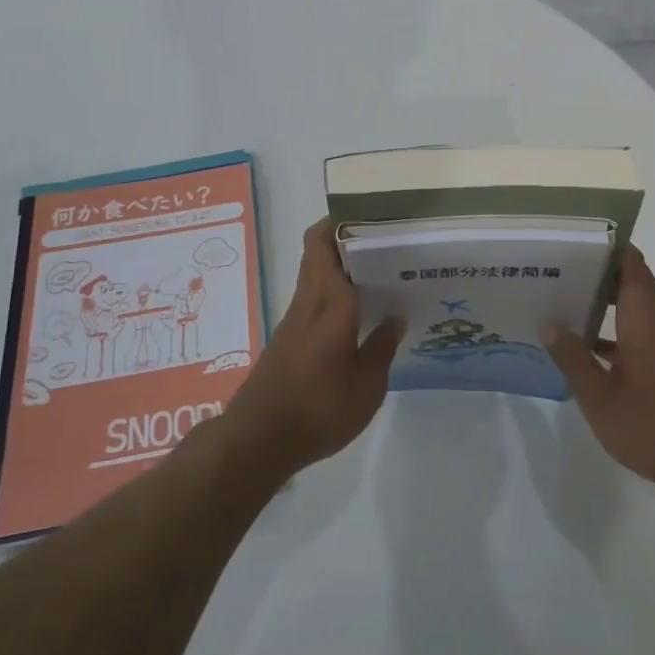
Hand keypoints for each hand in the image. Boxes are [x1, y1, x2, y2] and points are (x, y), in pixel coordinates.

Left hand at [225, 218, 402, 476]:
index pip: (324, 242)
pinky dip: (335, 293)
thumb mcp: (367, 386)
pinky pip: (314, 299)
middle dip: (345, 238)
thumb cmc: (318, 408)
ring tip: (381, 273)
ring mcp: (294, 320)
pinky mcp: (288, 340)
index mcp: (329, 301)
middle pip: (317, 251)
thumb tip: (395, 319)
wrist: (258, 440)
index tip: (371, 214)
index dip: (341, 220)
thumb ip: (382, 348)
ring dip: (341, 266)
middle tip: (386, 242)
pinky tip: (360, 314)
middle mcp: (308, 301)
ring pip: (315, 274)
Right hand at [544, 247, 654, 489]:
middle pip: (632, 280)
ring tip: (564, 302)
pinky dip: (617, 329)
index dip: (606, 246)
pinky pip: (641, 330)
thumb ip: (572, 357)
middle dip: (598, 272)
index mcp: (645, 317)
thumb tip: (549, 324)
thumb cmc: (649, 423)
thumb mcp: (598, 395)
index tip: (575, 242)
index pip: (631, 262)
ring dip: (606, 302)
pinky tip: (587, 347)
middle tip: (558, 271)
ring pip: (636, 306)